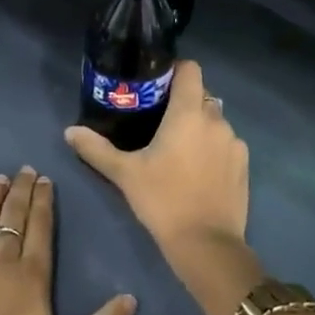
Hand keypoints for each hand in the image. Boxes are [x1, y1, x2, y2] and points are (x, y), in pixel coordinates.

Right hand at [65, 61, 264, 314]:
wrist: (206, 244)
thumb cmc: (163, 200)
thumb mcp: (125, 174)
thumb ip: (96, 149)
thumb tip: (70, 131)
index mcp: (188, 113)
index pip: (190, 70)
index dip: (174, 70)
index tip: (156, 84)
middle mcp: (216, 120)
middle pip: (201, 95)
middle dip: (182, 102)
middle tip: (158, 121)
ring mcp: (234, 142)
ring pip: (214, 120)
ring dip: (199, 126)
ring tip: (178, 149)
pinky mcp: (244, 165)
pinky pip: (226, 143)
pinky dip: (213, 147)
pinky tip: (198, 170)